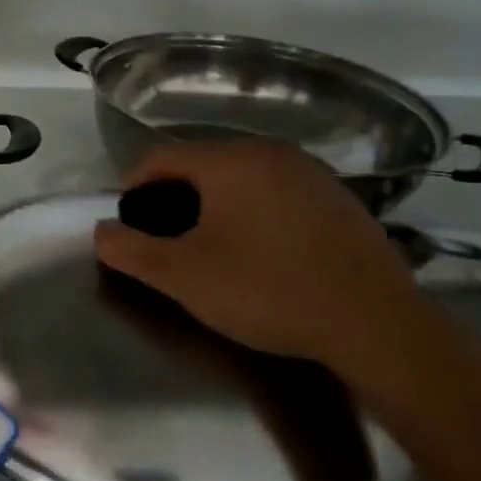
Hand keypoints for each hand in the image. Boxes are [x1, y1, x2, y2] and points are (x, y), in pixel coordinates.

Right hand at [93, 138, 442, 379]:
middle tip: (165, 240)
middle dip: (173, 197)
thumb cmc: (268, 291)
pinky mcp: (340, 200)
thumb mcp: (183, 276)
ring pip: (240, 178)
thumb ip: (130, 250)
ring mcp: (312, 174)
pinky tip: (260, 252)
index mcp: (230, 160)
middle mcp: (271, 152)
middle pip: (200, 164)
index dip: (132, 187)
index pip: (160, 157)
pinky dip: (253, 212)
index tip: (127, 223)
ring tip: (209, 247)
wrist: (379, 327)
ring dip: (213, 205)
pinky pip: (276, 193)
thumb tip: (102, 232)